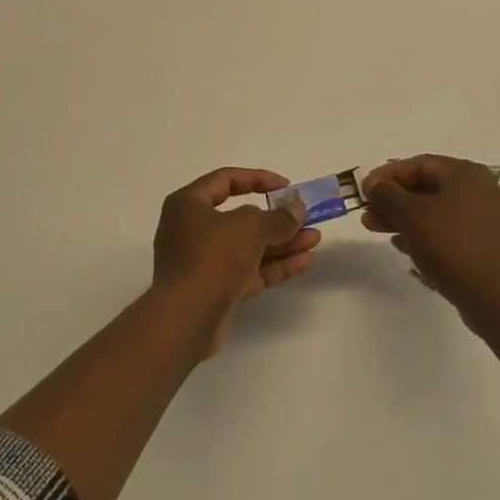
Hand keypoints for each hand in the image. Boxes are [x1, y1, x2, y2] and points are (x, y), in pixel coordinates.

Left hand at [152, 168, 321, 353]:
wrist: (185, 321)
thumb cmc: (212, 257)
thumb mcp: (250, 228)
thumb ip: (277, 217)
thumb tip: (297, 209)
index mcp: (189, 204)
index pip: (226, 180)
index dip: (258, 179)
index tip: (286, 188)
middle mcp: (193, 230)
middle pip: (241, 217)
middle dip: (276, 219)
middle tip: (306, 218)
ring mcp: (205, 262)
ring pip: (249, 247)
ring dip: (282, 243)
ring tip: (314, 239)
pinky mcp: (217, 291)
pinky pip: (250, 271)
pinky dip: (275, 266)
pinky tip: (304, 261)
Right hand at [363, 155, 499, 319]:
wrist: (495, 299)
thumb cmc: (451, 246)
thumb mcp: (412, 215)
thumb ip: (388, 194)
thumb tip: (374, 184)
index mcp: (466, 174)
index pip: (420, 164)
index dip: (388, 175)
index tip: (364, 189)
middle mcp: (479, 190)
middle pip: (427, 188)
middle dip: (393, 200)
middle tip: (367, 212)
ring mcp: (485, 219)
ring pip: (435, 211)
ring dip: (404, 218)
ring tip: (376, 229)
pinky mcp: (485, 245)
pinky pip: (448, 231)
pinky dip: (424, 234)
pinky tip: (403, 246)